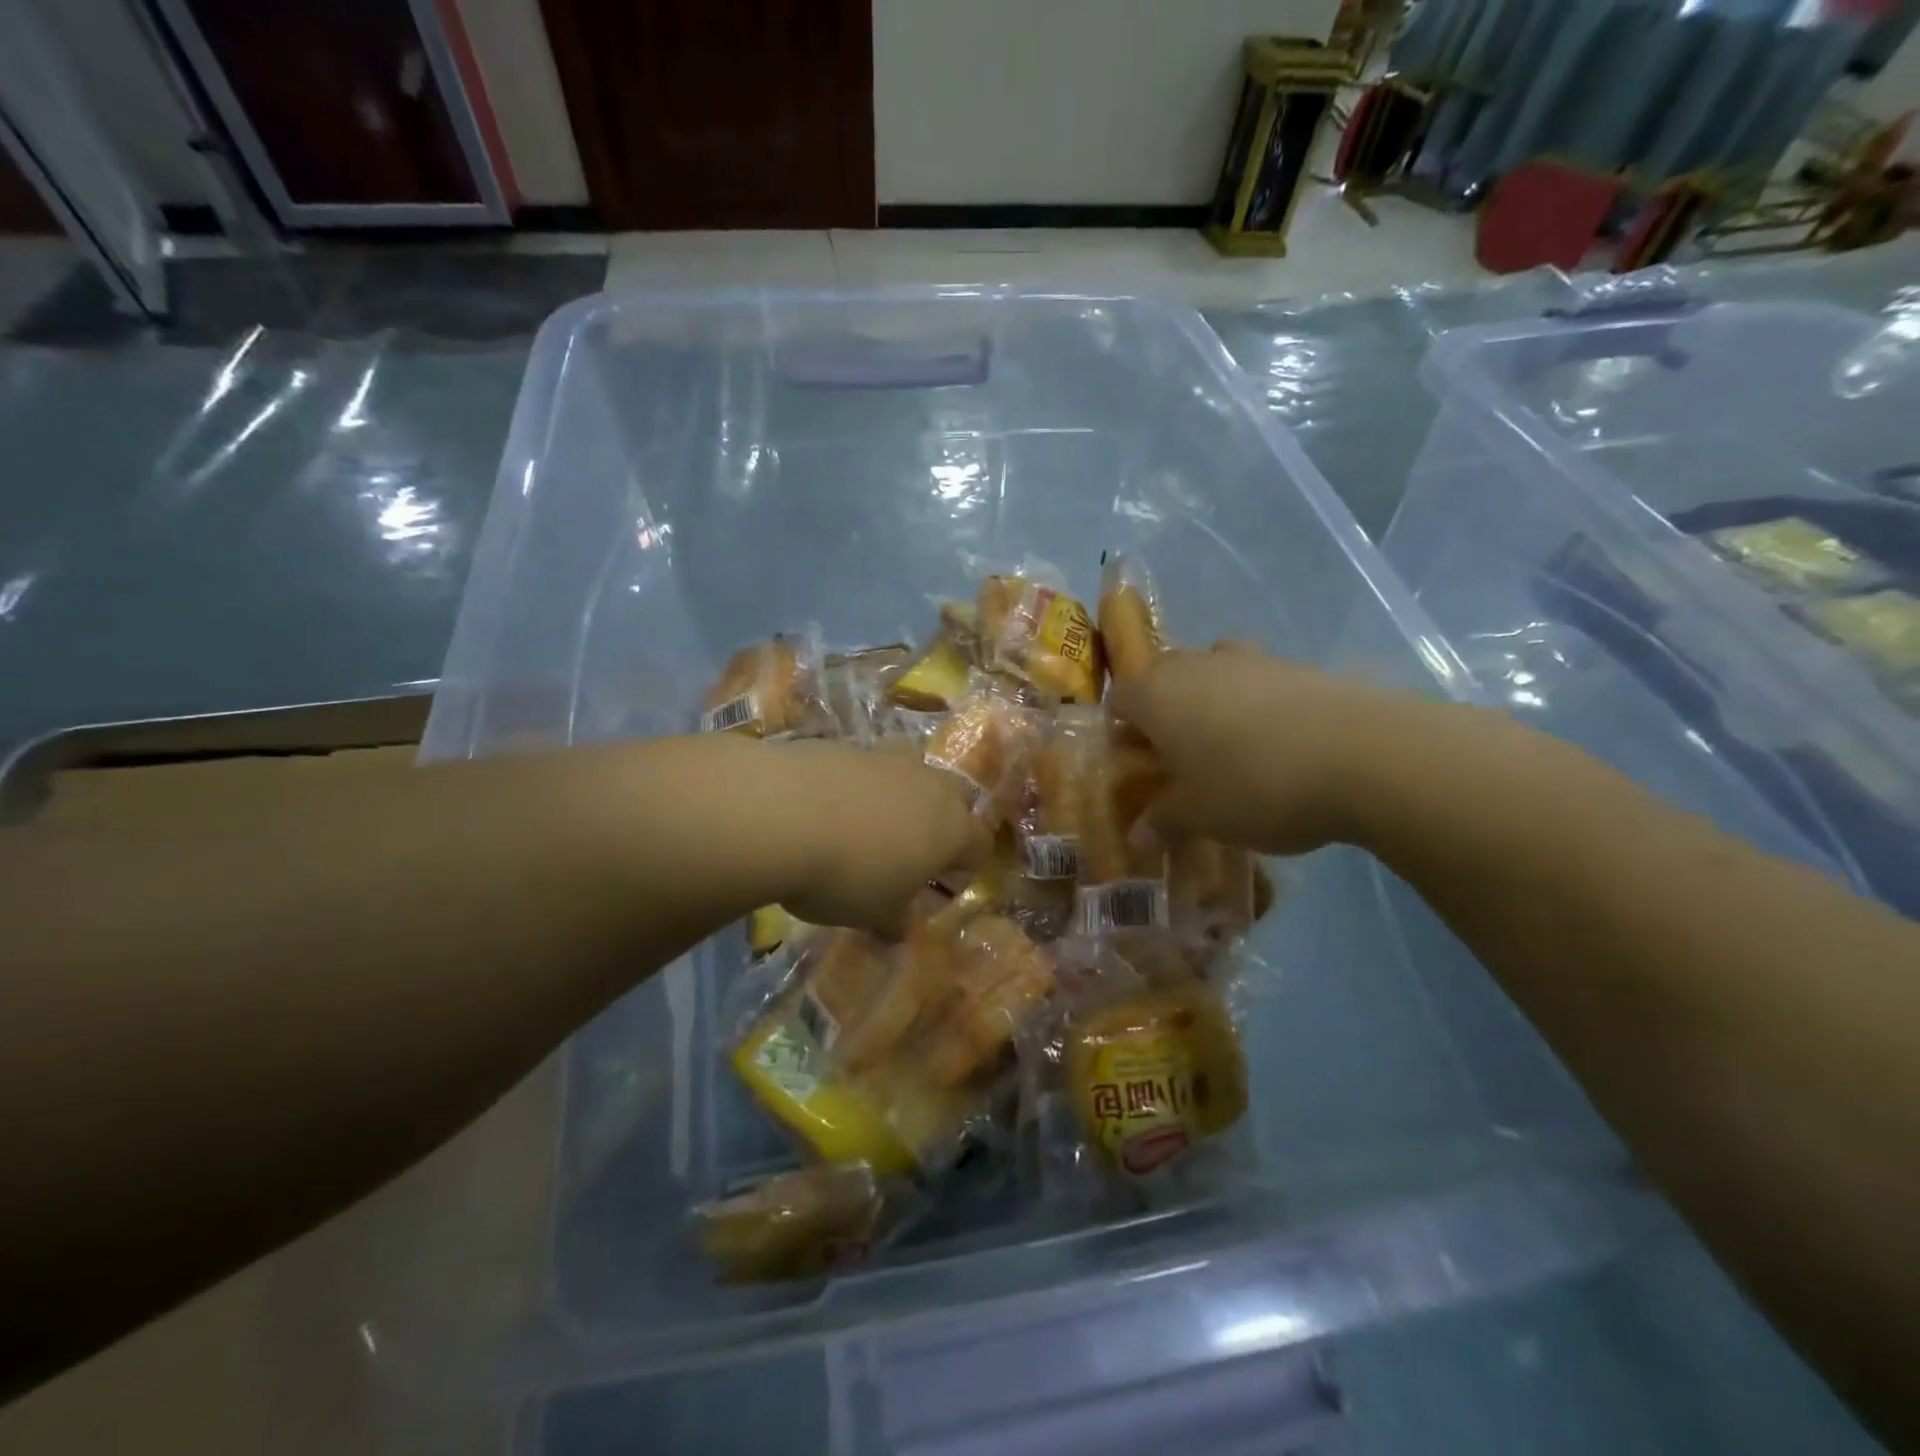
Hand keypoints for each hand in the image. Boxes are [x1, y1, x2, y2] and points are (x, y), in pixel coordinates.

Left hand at [770, 741, 987, 936]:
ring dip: (900, 794)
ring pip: (910, 771)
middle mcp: (929, 784)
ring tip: (868, 823)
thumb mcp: (874, 913)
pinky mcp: (847, 745)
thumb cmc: (847, 875)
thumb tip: (901, 927)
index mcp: (951, 828)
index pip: (979, 844)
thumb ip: (895, 919)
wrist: (783, 814)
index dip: (967, 866)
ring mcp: (888, 758)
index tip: (945, 884)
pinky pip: (866, 766)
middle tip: (911, 849)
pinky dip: (858, 784)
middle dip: (940, 820)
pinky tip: (827, 807)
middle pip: (953, 797)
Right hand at [1106, 644, 1410, 856]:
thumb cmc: (1254, 785)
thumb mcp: (1201, 817)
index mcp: (1156, 694)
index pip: (1118, 698)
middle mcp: (1194, 664)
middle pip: (1162, 679)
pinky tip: (1278, 743)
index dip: (1121, 729)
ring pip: (1210, 673)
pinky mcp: (1295, 664)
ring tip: (1228, 747)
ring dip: (1209, 702)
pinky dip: (1254, 703)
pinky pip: (1256, 680)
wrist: (1362, 755)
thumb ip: (1163, 822)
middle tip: (1178, 759)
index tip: (1136, 762)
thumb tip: (1137, 837)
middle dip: (1163, 713)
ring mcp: (1248, 658)